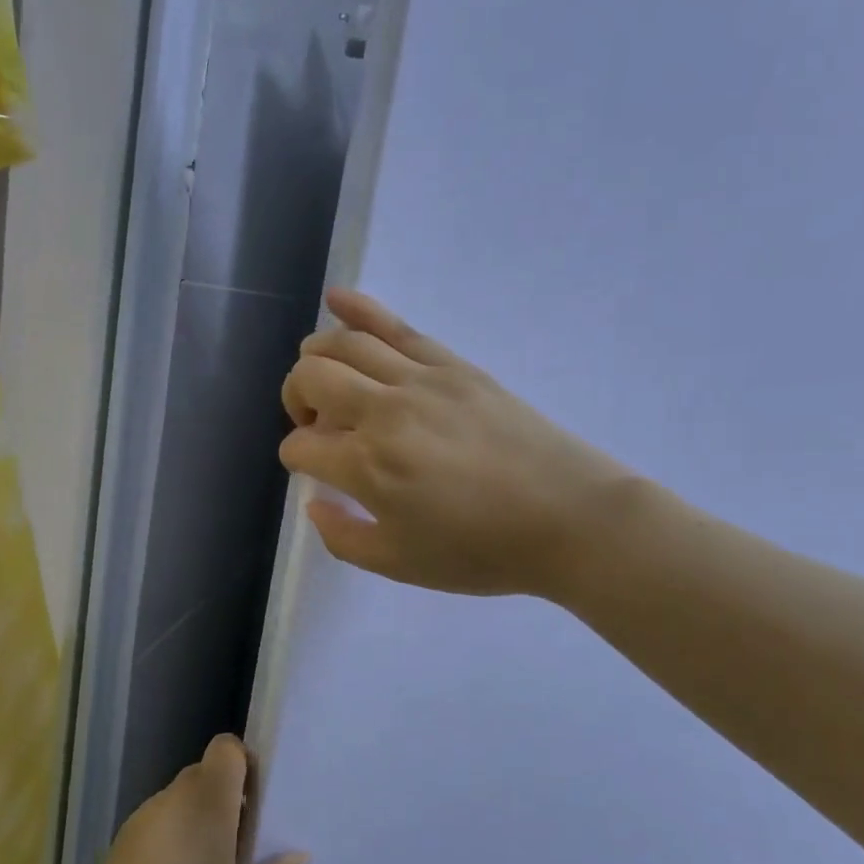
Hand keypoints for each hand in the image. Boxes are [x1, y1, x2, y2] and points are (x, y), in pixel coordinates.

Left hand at [66, 736, 307, 863]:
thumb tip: (297, 855)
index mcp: (206, 803)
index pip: (225, 748)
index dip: (244, 763)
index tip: (255, 803)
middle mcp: (172, 799)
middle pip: (204, 773)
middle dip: (226, 797)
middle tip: (239, 844)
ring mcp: (141, 819)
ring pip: (180, 799)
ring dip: (199, 818)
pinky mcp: (120, 843)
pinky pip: (159, 822)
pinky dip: (174, 837)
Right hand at [279, 289, 631, 597]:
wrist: (568, 518)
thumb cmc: (481, 550)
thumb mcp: (399, 564)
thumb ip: (343, 537)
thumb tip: (314, 505)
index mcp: (367, 467)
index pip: (301, 447)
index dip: (296, 459)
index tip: (314, 474)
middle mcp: (383, 412)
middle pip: (311, 379)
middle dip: (295, 399)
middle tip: (314, 426)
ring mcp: (420, 380)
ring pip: (345, 344)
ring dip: (317, 356)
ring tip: (320, 376)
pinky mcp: (453, 365)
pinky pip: (397, 326)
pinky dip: (359, 308)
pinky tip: (336, 299)